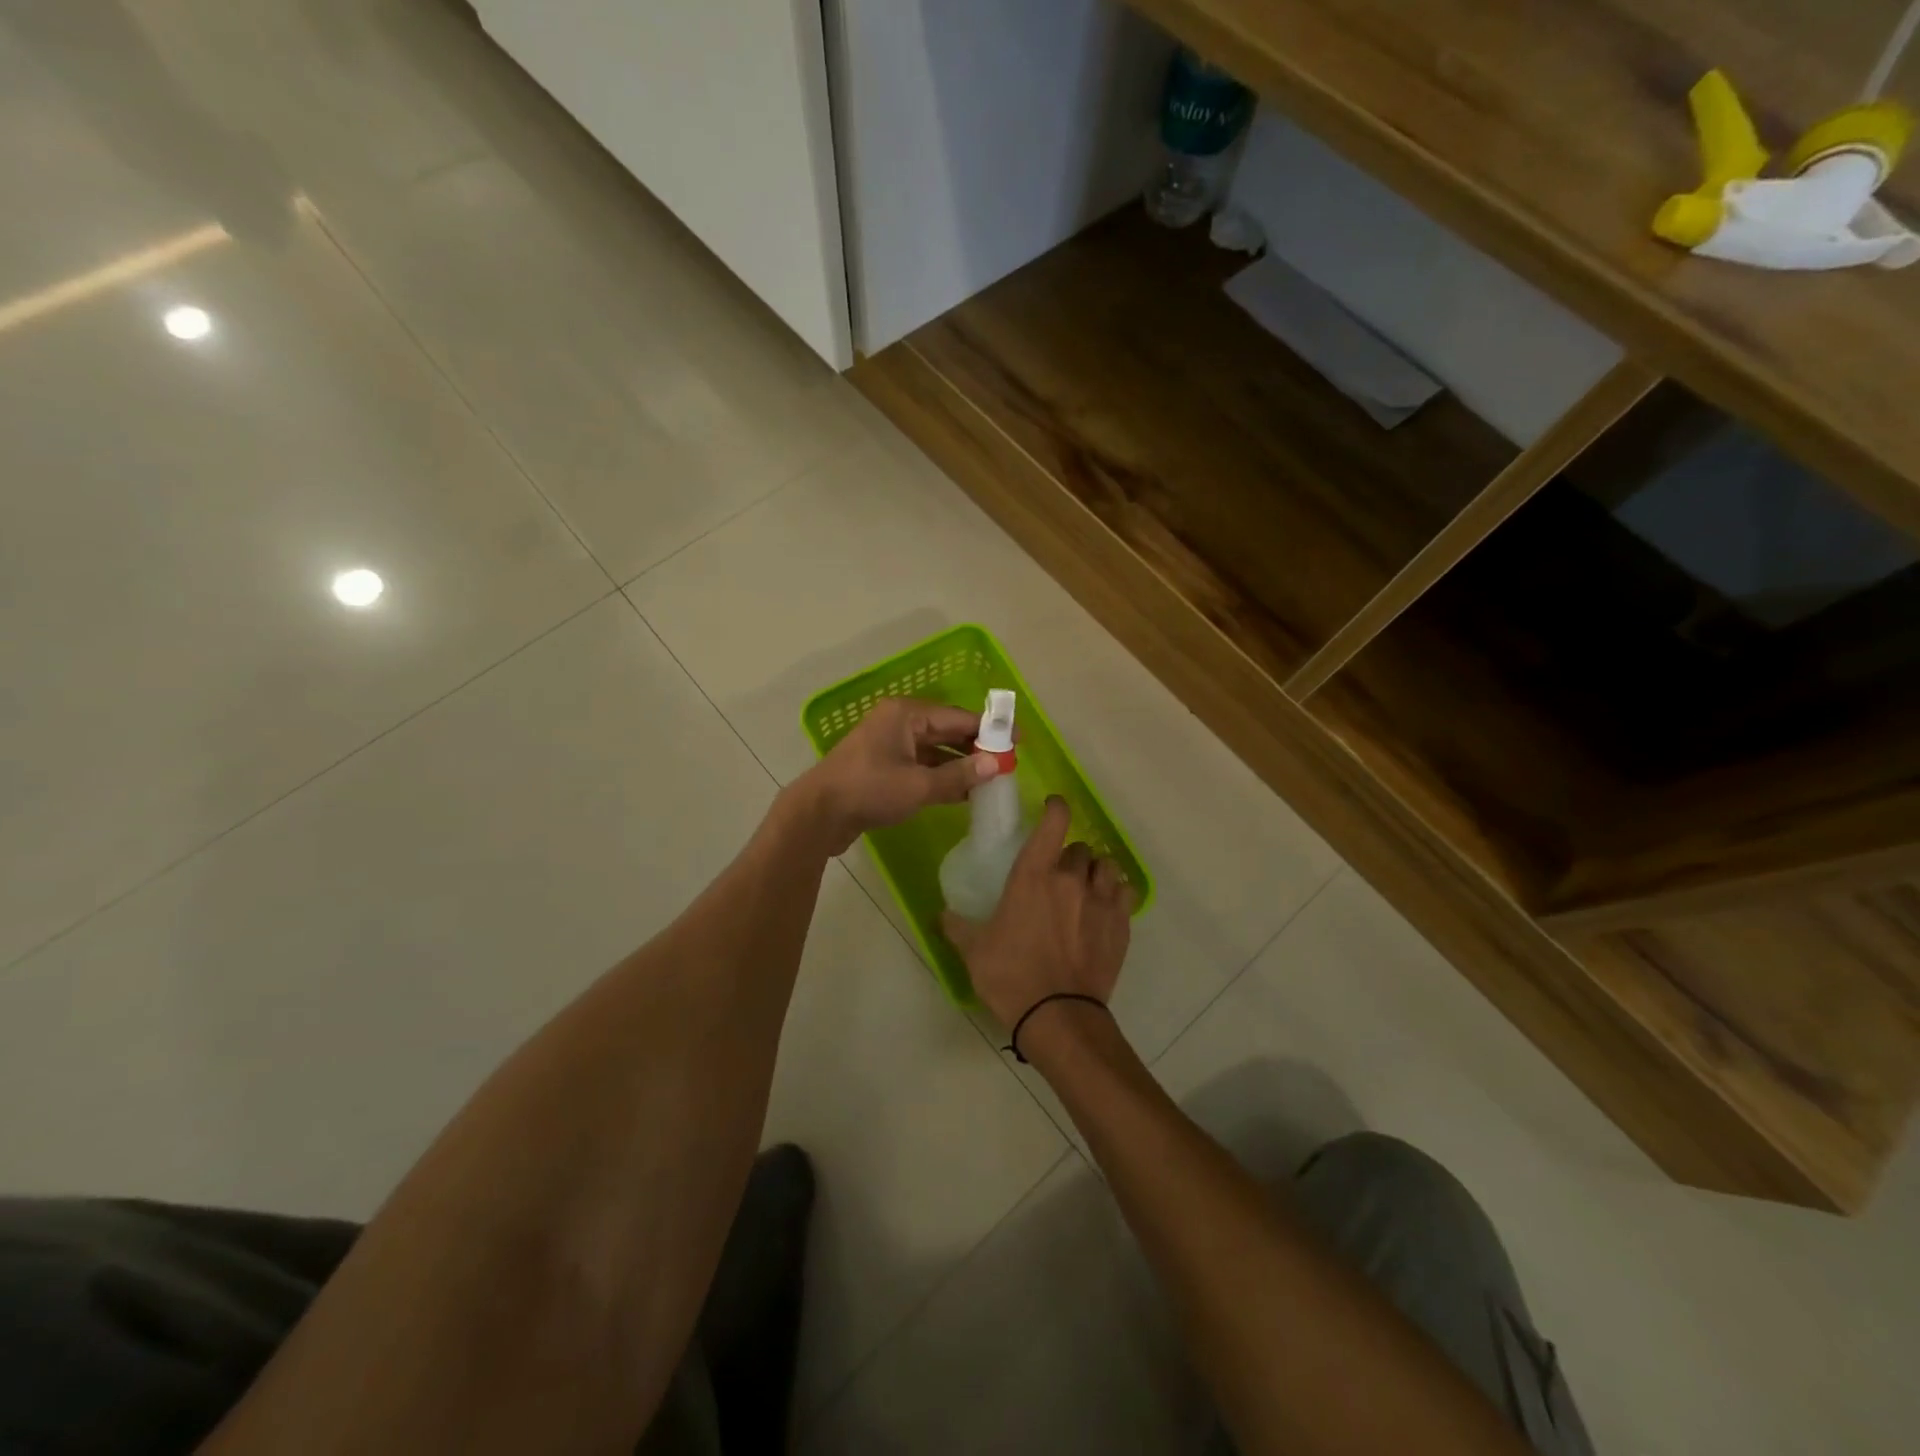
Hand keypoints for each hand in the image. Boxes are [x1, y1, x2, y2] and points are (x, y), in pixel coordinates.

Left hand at [799, 697, 996, 853]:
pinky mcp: (882, 767)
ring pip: (934, 750)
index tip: (1018, 739)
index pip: (958, 717)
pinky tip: (962, 792)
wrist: (818, 814)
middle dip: (976, 747)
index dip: (990, 729)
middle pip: (947, 731)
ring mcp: (888, 745)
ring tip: (989, 780)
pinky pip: (920, 765)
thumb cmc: (869, 791)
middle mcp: (898, 723)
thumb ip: (959, 775)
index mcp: (906, 715)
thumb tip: (995, 766)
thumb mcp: (919, 785)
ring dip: (959, 765)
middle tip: (1006, 763)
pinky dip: (940, 776)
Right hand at [942, 796, 1132, 1030]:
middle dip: (1069, 855)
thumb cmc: (1010, 976)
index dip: (1057, 807)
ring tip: (1085, 886)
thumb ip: (957, 926)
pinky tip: (1106, 906)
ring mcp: (1100, 900)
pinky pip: (1124, 892)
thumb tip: (940, 914)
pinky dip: (1116, 893)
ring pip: (1105, 866)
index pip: (1054, 822)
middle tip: (1058, 873)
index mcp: (1033, 876)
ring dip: (1094, 871)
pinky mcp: (1121, 924)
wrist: (1057, 1015)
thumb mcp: (974, 951)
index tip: (1053, 806)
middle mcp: (1071, 879)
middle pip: (1079, 848)